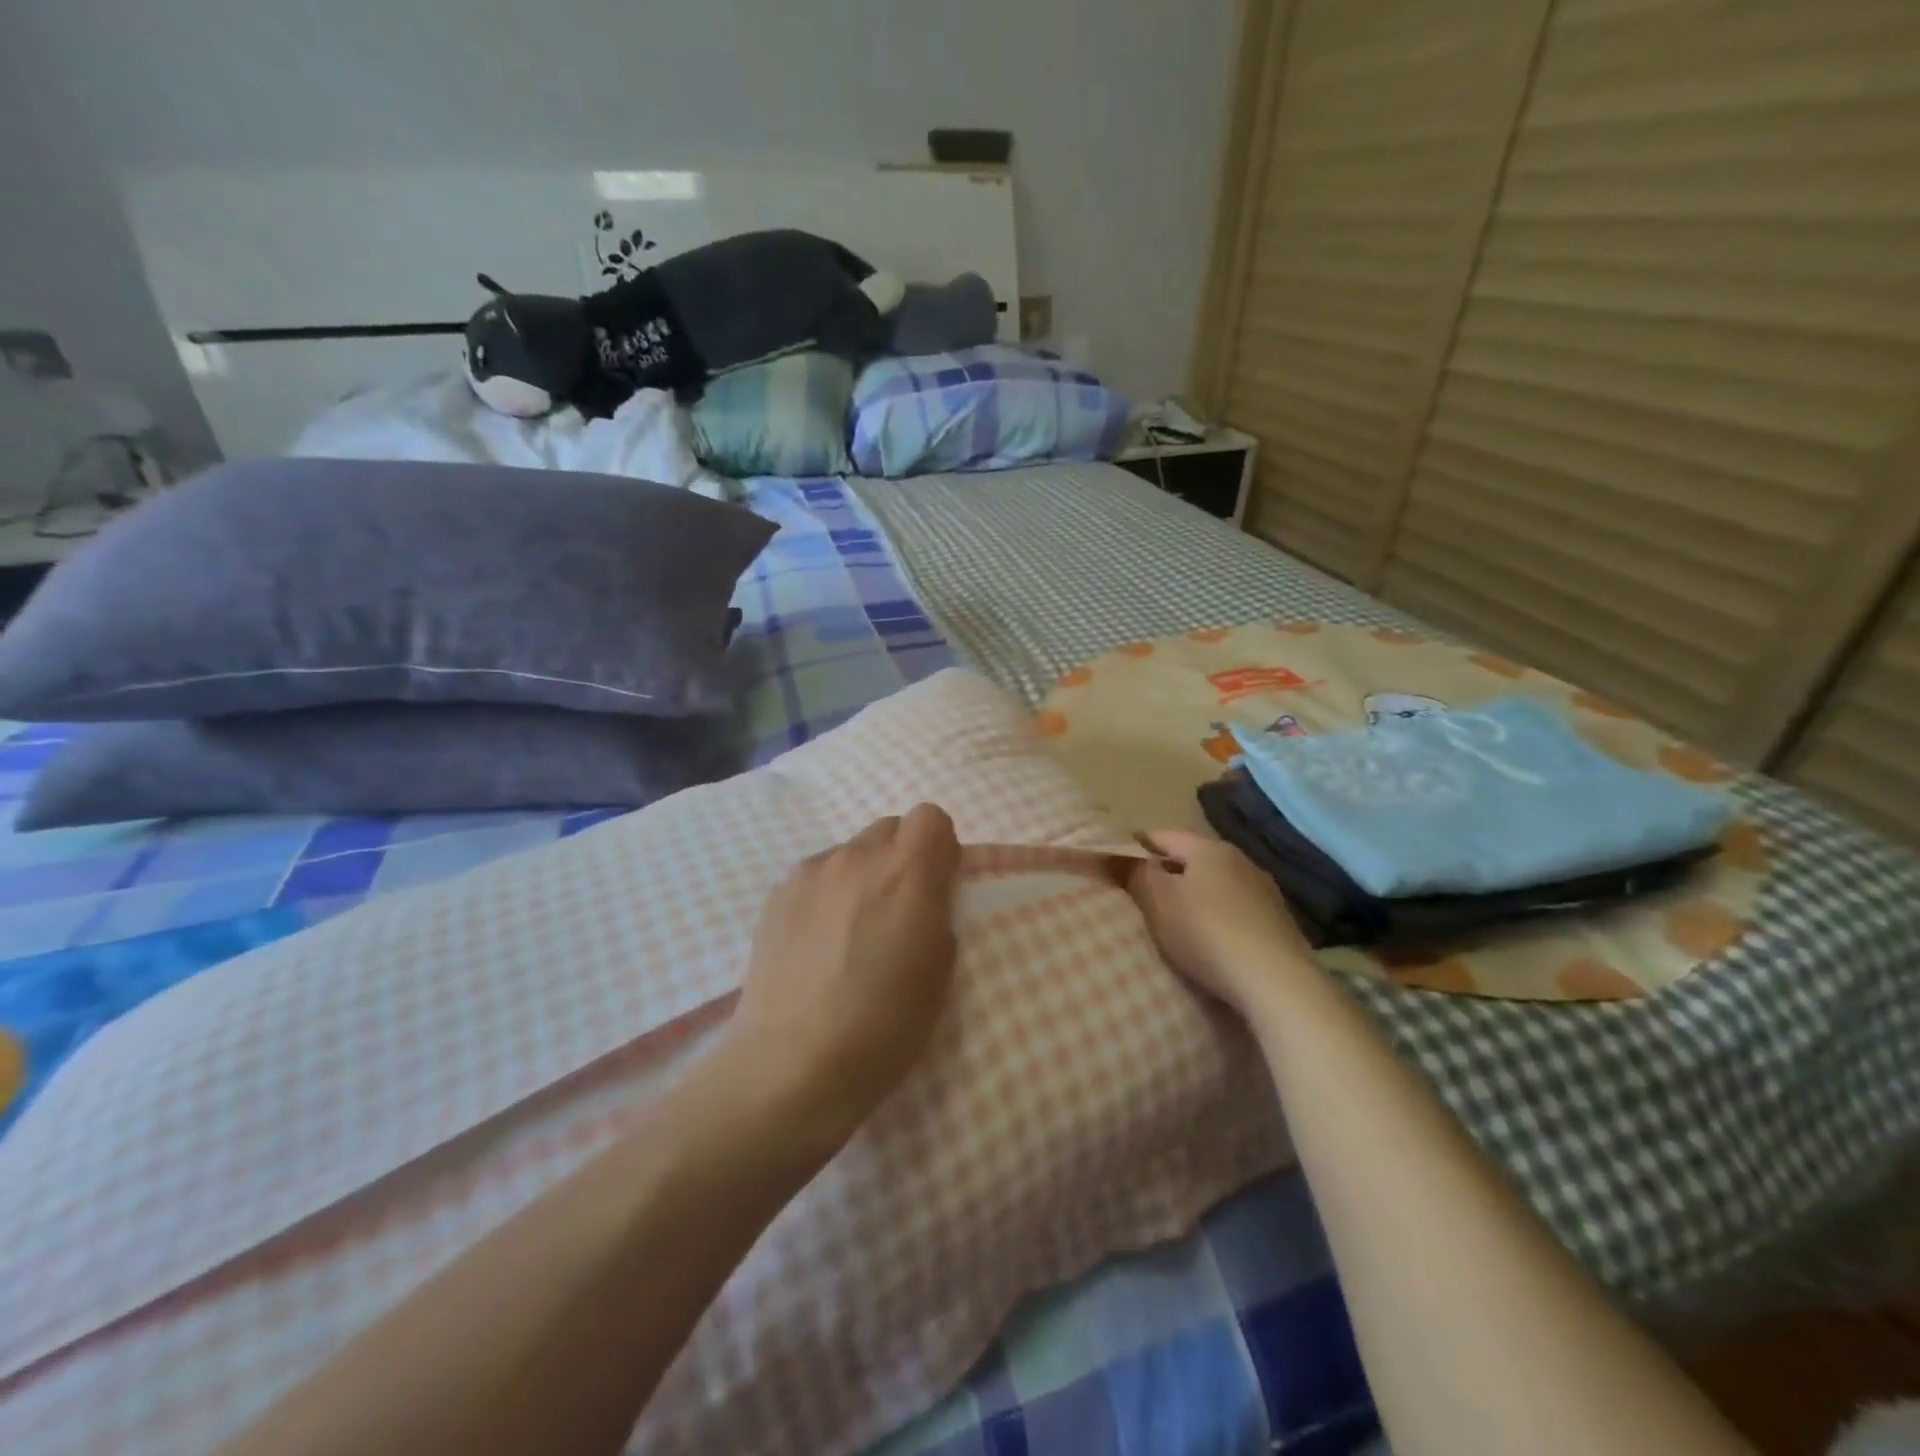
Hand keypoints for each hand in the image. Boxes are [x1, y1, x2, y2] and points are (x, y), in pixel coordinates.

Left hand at [722, 804, 962, 1151]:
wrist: (792, 1063)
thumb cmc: (884, 1025)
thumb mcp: (940, 970)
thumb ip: (937, 912)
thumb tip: (923, 895)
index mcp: (908, 873)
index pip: (931, 817)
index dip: (938, 847)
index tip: (936, 886)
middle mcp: (858, 857)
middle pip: (889, 829)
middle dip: (900, 859)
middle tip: (895, 911)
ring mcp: (811, 872)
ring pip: (850, 852)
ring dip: (861, 876)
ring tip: (848, 932)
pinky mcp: (777, 892)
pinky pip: (815, 875)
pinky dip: (825, 895)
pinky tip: (816, 942)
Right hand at [1128, 830, 1318, 1016]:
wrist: (1276, 984)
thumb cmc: (1207, 933)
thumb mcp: (1158, 902)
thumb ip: (1134, 874)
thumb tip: (1116, 853)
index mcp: (1210, 848)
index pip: (1164, 836)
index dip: (1137, 848)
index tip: (1117, 868)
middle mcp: (1241, 860)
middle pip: (1193, 859)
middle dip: (1167, 874)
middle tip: (1141, 898)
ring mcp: (1265, 892)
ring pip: (1216, 885)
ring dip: (1194, 898)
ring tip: (1174, 922)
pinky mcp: (1279, 923)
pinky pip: (1236, 910)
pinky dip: (1217, 917)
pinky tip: (1210, 941)